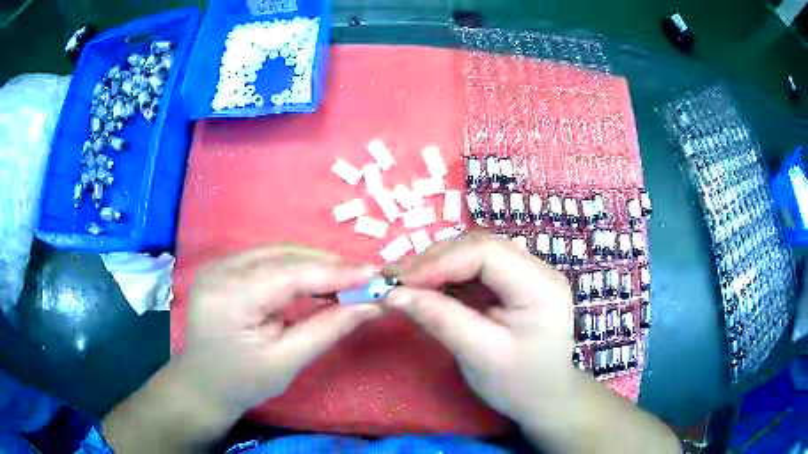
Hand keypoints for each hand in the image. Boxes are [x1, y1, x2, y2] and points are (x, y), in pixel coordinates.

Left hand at [176, 245, 382, 416]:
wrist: (204, 383)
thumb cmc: (244, 382)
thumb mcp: (288, 361)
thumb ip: (328, 329)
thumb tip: (371, 306)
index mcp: (230, 298)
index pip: (289, 275)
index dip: (336, 272)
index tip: (375, 274)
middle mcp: (220, 270)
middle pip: (284, 256)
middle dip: (329, 265)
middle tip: (366, 278)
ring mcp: (219, 264)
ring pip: (278, 252)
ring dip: (315, 263)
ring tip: (348, 278)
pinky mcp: (224, 266)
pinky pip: (267, 258)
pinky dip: (296, 266)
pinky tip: (317, 278)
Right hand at [383, 233, 575, 422]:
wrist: (544, 398)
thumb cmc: (518, 384)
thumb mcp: (479, 356)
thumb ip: (440, 320)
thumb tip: (394, 294)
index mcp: (540, 286)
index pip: (487, 252)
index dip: (440, 261)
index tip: (401, 281)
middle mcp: (538, 269)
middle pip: (480, 246)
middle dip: (435, 260)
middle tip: (396, 279)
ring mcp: (527, 274)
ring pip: (475, 253)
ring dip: (438, 265)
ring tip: (406, 282)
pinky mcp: (514, 284)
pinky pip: (475, 270)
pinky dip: (447, 277)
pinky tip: (428, 288)